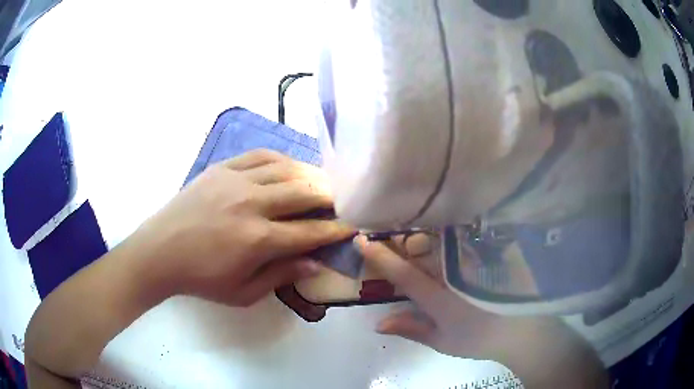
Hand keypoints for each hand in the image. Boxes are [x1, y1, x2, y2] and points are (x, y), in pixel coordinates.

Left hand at [132, 149, 353, 305]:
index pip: (309, 231)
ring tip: (320, 183)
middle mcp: (251, 204)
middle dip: (330, 196)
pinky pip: (261, 155)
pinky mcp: (222, 168)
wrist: (160, 251)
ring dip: (310, 176)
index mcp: (257, 240)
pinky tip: (288, 168)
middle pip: (304, 192)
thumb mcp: (243, 293)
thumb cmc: (201, 278)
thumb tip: (315, 263)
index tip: (352, 225)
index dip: (335, 229)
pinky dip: (281, 160)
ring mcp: (236, 180)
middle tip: (342, 200)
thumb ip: (281, 276)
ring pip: (286, 169)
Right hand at [354, 236, 607, 387]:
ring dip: (418, 228)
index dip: (380, 256)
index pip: (404, 273)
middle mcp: (454, 273)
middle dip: (396, 235)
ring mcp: (473, 260)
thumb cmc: (479, 338)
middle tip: (378, 223)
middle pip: (420, 248)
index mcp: (439, 297)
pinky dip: (444, 229)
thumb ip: (412, 329)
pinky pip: (461, 237)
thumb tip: (378, 322)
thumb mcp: (443, 341)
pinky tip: (437, 223)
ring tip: (403, 219)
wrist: (523, 330)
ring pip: (440, 238)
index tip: (361, 239)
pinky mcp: (489, 253)